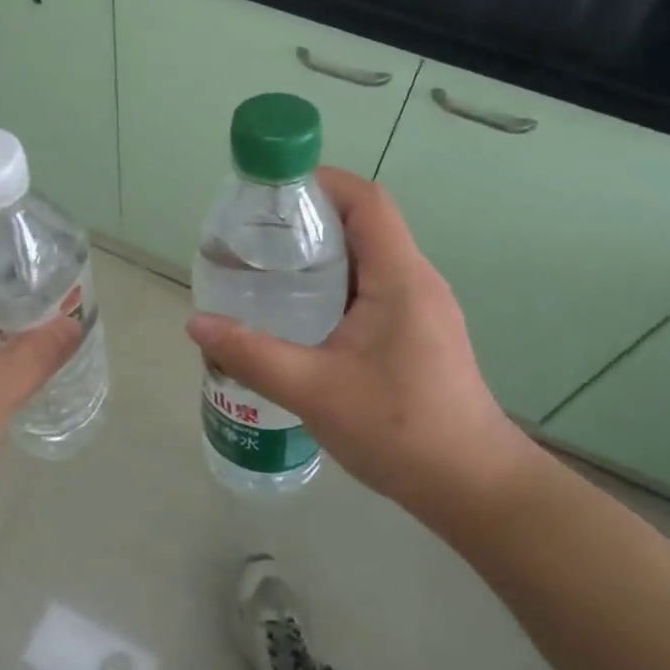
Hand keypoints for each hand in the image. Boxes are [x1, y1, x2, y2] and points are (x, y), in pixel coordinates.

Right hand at [186, 167, 537, 532]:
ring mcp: (422, 308)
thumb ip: (252, 354)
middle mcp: (416, 281)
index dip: (322, 182)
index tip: (271, 192)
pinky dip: (335, 285)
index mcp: (399, 277)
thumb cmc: (399, 429)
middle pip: (364, 224)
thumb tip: (196, 323)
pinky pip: (373, 288)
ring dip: (322, 255)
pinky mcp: (419, 333)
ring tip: (269, 271)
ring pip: (368, 258)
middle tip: (256, 236)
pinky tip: (302, 315)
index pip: (367, 201)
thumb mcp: (314, 390)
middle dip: (310, 219)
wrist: (472, 488)